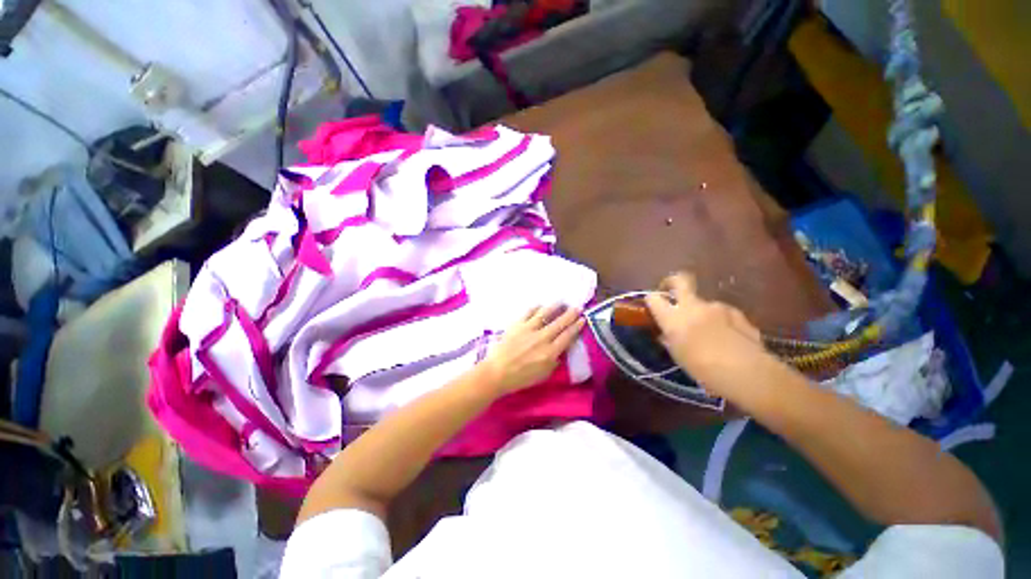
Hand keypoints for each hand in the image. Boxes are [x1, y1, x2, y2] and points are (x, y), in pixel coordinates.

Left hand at [478, 304, 585, 394]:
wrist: (497, 372)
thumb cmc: (520, 378)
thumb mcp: (543, 375)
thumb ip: (554, 362)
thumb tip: (560, 351)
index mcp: (550, 352)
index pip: (567, 336)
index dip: (577, 327)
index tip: (583, 319)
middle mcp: (542, 338)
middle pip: (560, 323)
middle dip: (570, 314)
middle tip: (577, 307)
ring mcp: (529, 329)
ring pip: (545, 313)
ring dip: (555, 307)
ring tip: (562, 302)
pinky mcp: (517, 324)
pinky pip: (529, 312)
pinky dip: (536, 308)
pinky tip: (540, 306)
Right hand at [644, 272, 770, 394]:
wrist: (748, 374)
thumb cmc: (703, 370)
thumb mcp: (678, 356)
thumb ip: (670, 340)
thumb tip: (667, 335)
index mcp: (673, 318)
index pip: (653, 298)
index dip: (651, 300)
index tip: (652, 307)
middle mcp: (693, 306)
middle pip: (679, 280)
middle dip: (673, 282)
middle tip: (671, 293)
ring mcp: (717, 307)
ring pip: (703, 303)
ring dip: (701, 312)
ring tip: (707, 333)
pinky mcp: (737, 314)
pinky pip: (722, 313)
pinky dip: (720, 321)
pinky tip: (726, 339)